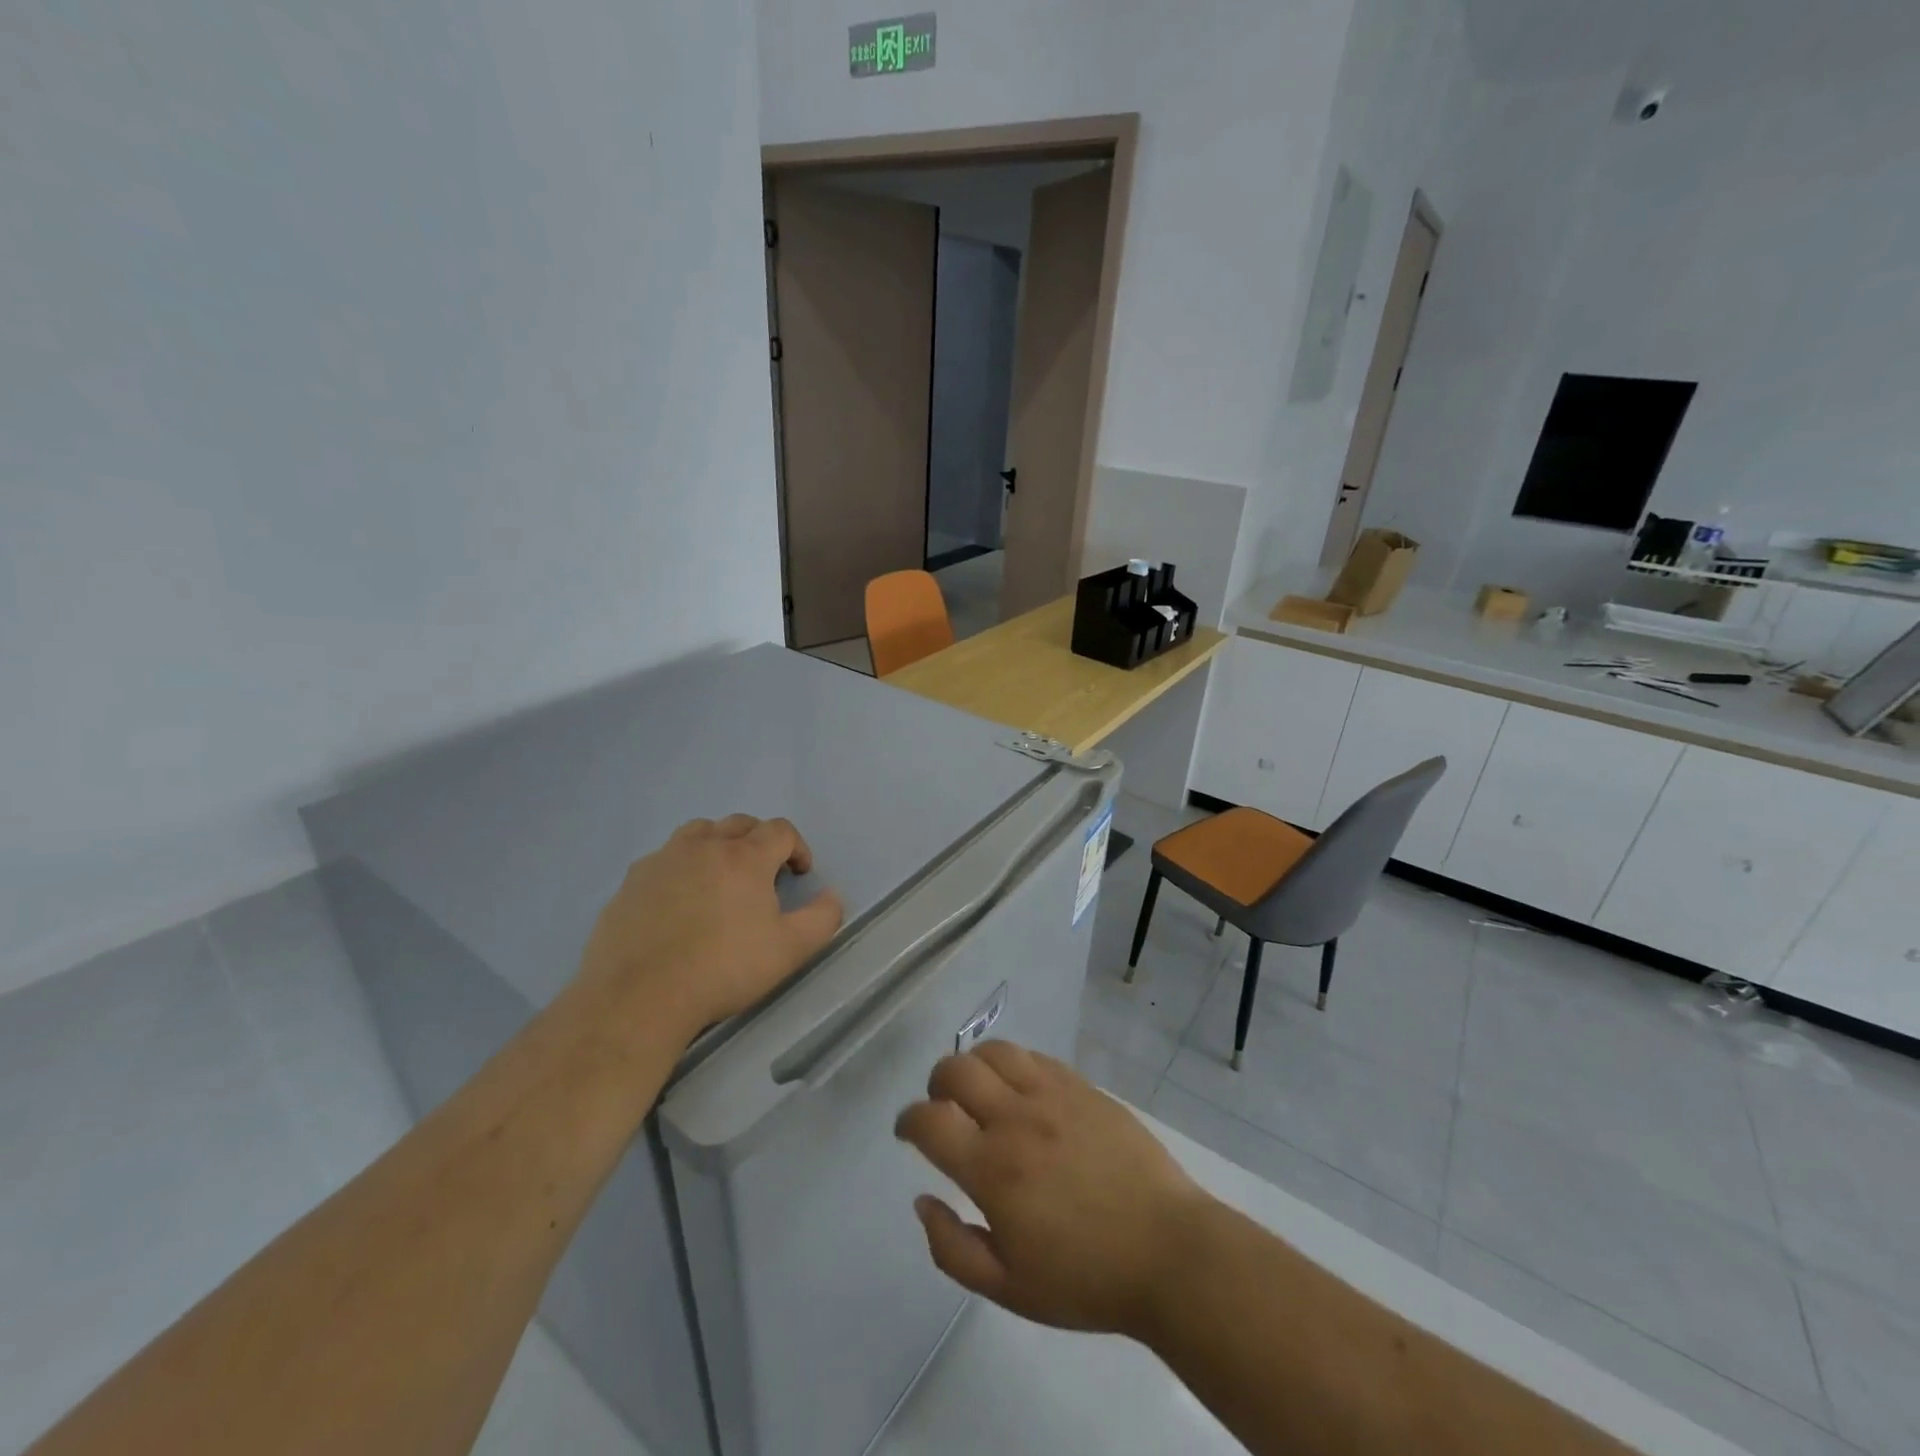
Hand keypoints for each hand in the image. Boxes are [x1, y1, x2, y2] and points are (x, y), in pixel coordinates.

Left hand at [576, 815, 843, 1045]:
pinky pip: (664, 859)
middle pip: (739, 824)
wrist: (640, 996)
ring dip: (717, 844)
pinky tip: (678, 901)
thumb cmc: (723, 969)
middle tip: (763, 875)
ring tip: (719, 877)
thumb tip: (831, 896)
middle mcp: (704, 846)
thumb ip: (822, 918)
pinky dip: (680, 867)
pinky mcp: (631, 881)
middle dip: (759, 841)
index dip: (797, 847)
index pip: (780, 830)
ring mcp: (663, 860)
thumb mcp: (790, 950)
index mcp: (745, 857)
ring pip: (698, 832)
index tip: (799, 875)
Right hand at [895, 1041, 1212, 1340]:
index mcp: (992, 1168)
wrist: (1168, 1251)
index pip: (928, 1121)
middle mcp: (1016, 1118)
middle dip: (936, 1084)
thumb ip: (953, 1247)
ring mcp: (1053, 1095)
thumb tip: (922, 1200)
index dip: (907, 1121)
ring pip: (995, 1051)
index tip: (907, 1133)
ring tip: (980, 1092)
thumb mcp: (1009, 1288)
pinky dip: (1014, 1066)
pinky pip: (1035, 1058)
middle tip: (943, 1109)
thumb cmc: (1086, 1279)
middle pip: (956, 1070)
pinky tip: (1022, 1091)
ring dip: (974, 1066)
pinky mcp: (1083, 1086)